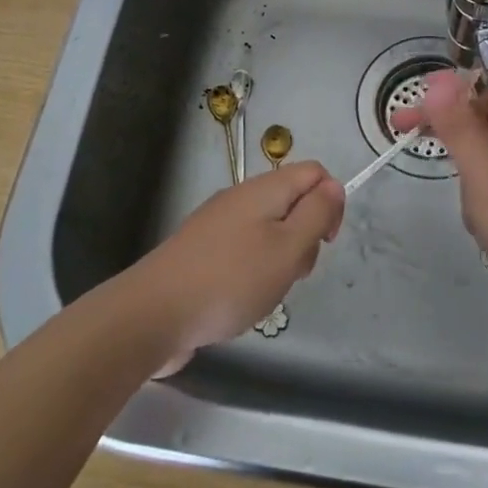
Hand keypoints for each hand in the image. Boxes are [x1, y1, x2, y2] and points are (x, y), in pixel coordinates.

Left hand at [128, 162, 345, 374]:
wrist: (154, 314)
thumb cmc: (231, 280)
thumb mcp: (288, 248)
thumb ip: (316, 214)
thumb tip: (334, 186)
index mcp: (264, 190)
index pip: (313, 172)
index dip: (330, 202)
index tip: (324, 241)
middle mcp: (240, 198)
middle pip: (292, 202)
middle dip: (306, 236)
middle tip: (293, 272)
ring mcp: (218, 223)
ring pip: (270, 229)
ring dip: (281, 258)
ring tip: (267, 291)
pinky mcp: (203, 250)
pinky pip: (245, 249)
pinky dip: (255, 270)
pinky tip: (244, 298)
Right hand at [397, 69, 487, 334]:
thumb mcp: (483, 171)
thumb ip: (458, 126)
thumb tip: (439, 81)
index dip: (457, 91)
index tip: (417, 98)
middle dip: (453, 129)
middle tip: (403, 128)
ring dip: (469, 169)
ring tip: (468, 202)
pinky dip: (480, 193)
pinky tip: (477, 219)